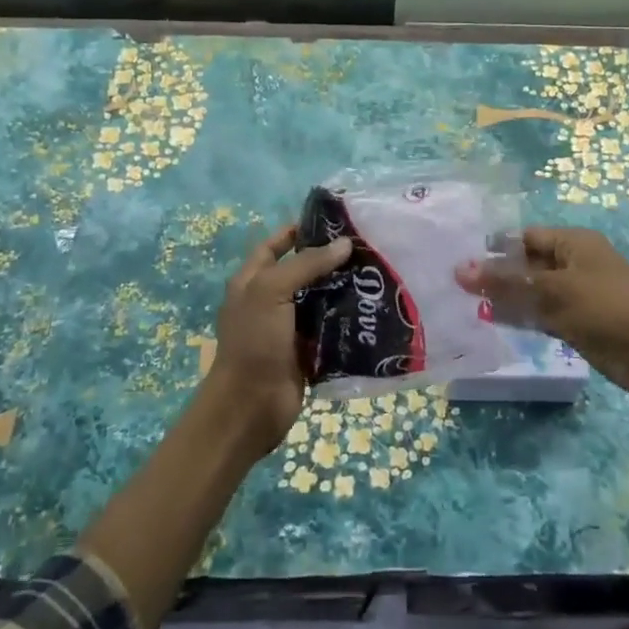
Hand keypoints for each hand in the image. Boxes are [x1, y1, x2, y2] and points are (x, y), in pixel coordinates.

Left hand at [203, 225, 351, 460]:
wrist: (250, 406)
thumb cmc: (254, 341)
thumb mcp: (272, 291)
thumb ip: (307, 264)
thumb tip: (344, 243)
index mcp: (252, 282)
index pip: (274, 246)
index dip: (297, 232)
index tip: (333, 222)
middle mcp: (269, 301)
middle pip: (303, 272)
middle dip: (330, 260)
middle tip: (366, 247)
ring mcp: (289, 327)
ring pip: (320, 300)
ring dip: (344, 290)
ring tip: (377, 274)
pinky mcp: (307, 351)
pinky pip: (331, 329)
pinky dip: (348, 320)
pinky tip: (374, 310)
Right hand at [455, 227, 628, 397]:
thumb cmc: (605, 308)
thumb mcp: (554, 291)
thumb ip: (507, 282)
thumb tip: (460, 270)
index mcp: (573, 243)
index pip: (525, 238)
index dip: (495, 248)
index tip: (461, 260)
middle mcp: (572, 263)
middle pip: (526, 264)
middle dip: (496, 274)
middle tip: (457, 284)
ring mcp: (573, 294)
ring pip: (531, 291)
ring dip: (504, 297)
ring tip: (466, 303)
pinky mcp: (574, 321)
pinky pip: (540, 313)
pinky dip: (519, 316)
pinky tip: (491, 320)